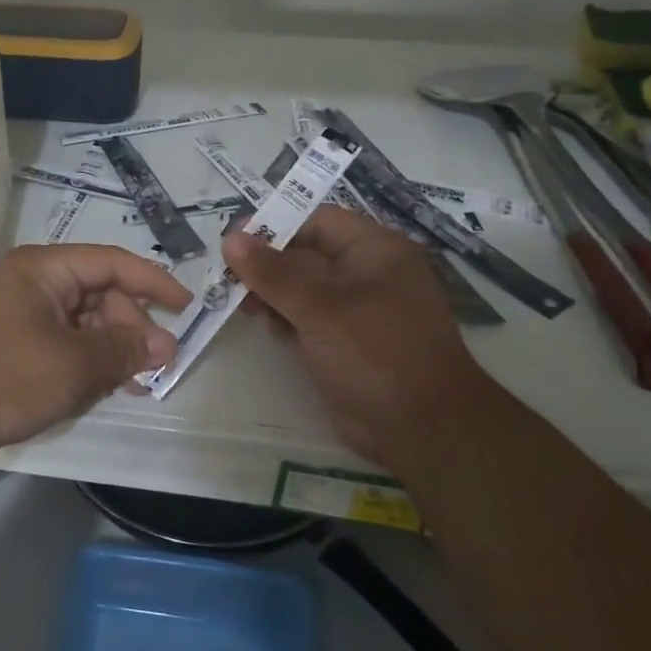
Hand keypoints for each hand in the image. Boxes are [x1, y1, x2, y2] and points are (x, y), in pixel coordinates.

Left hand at [0, 244, 191, 469]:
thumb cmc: (6, 376)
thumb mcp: (75, 364)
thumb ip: (124, 350)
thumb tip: (165, 345)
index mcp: (45, 269)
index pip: (112, 262)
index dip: (154, 282)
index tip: (186, 307)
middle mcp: (32, 283)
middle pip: (99, 294)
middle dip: (131, 328)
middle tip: (157, 365)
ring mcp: (19, 314)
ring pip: (82, 323)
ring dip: (110, 350)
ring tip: (134, 384)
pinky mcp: (11, 345)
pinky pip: (61, 343)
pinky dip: (85, 362)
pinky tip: (101, 388)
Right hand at [222, 207, 499, 473]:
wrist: (422, 428)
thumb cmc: (375, 352)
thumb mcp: (320, 307)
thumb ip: (273, 272)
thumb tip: (231, 239)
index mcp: (375, 250)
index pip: (317, 221)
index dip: (275, 226)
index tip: (233, 241)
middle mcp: (369, 273)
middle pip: (307, 253)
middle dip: (268, 264)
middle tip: (229, 278)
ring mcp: (359, 309)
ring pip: (305, 288)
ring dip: (272, 292)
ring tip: (244, 306)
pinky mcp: (348, 341)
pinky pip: (310, 317)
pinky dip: (286, 318)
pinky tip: (268, 327)